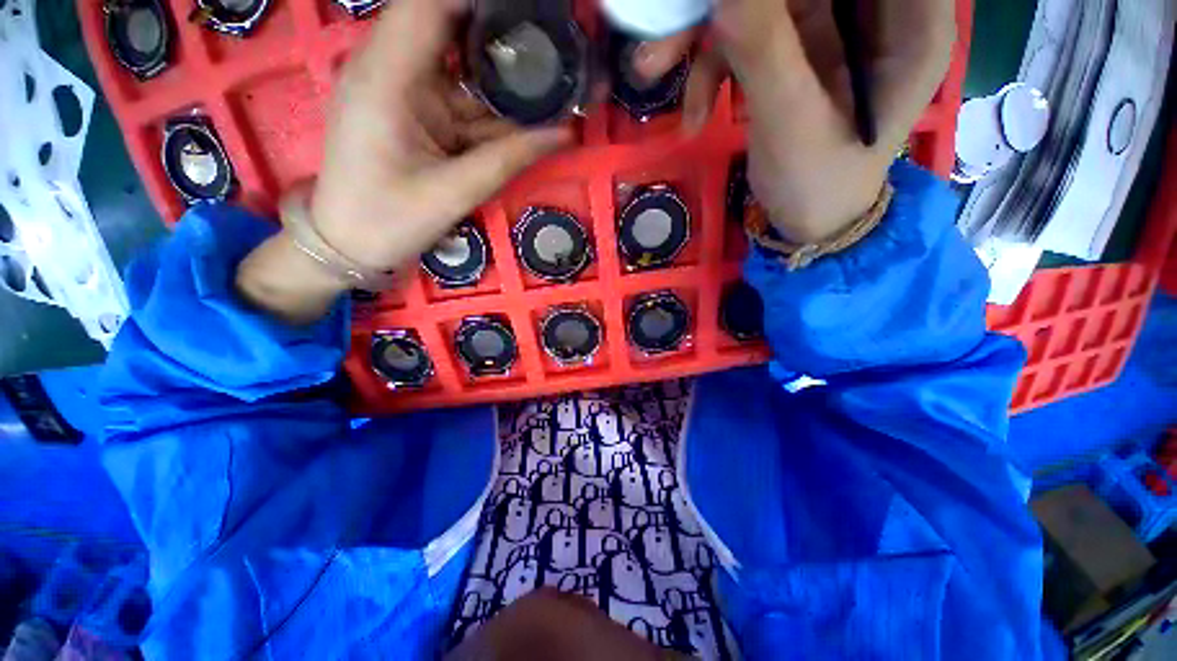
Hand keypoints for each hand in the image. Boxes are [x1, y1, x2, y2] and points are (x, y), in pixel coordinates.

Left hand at [237, 0, 570, 322]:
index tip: (530, 10)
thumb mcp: (453, 192)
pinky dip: (494, 109)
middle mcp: (394, 72)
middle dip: (499, 32)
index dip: (478, 0)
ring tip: (552, 78)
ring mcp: (407, 94)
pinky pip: (462, 102)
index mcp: (386, 78)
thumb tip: (564, 132)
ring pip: (462, 70)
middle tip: (550, 42)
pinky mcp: (418, 116)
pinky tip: (528, 114)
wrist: (350, 246)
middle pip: (449, 28)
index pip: (429, 7)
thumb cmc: (388, 222)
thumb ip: (508, 158)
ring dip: (503, 76)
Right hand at [639, 0, 954, 242]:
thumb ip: (763, 50)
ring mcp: (830, 28)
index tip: (732, 2)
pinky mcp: (794, 51)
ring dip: (705, 39)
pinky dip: (710, 71)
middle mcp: (875, 10)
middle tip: (667, 36)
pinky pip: (746, 37)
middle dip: (728, 5)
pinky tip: (694, 114)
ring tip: (654, 69)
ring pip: (762, 2)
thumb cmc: (817, 184)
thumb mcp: (792, 123)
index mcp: (910, 18)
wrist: (808, 223)